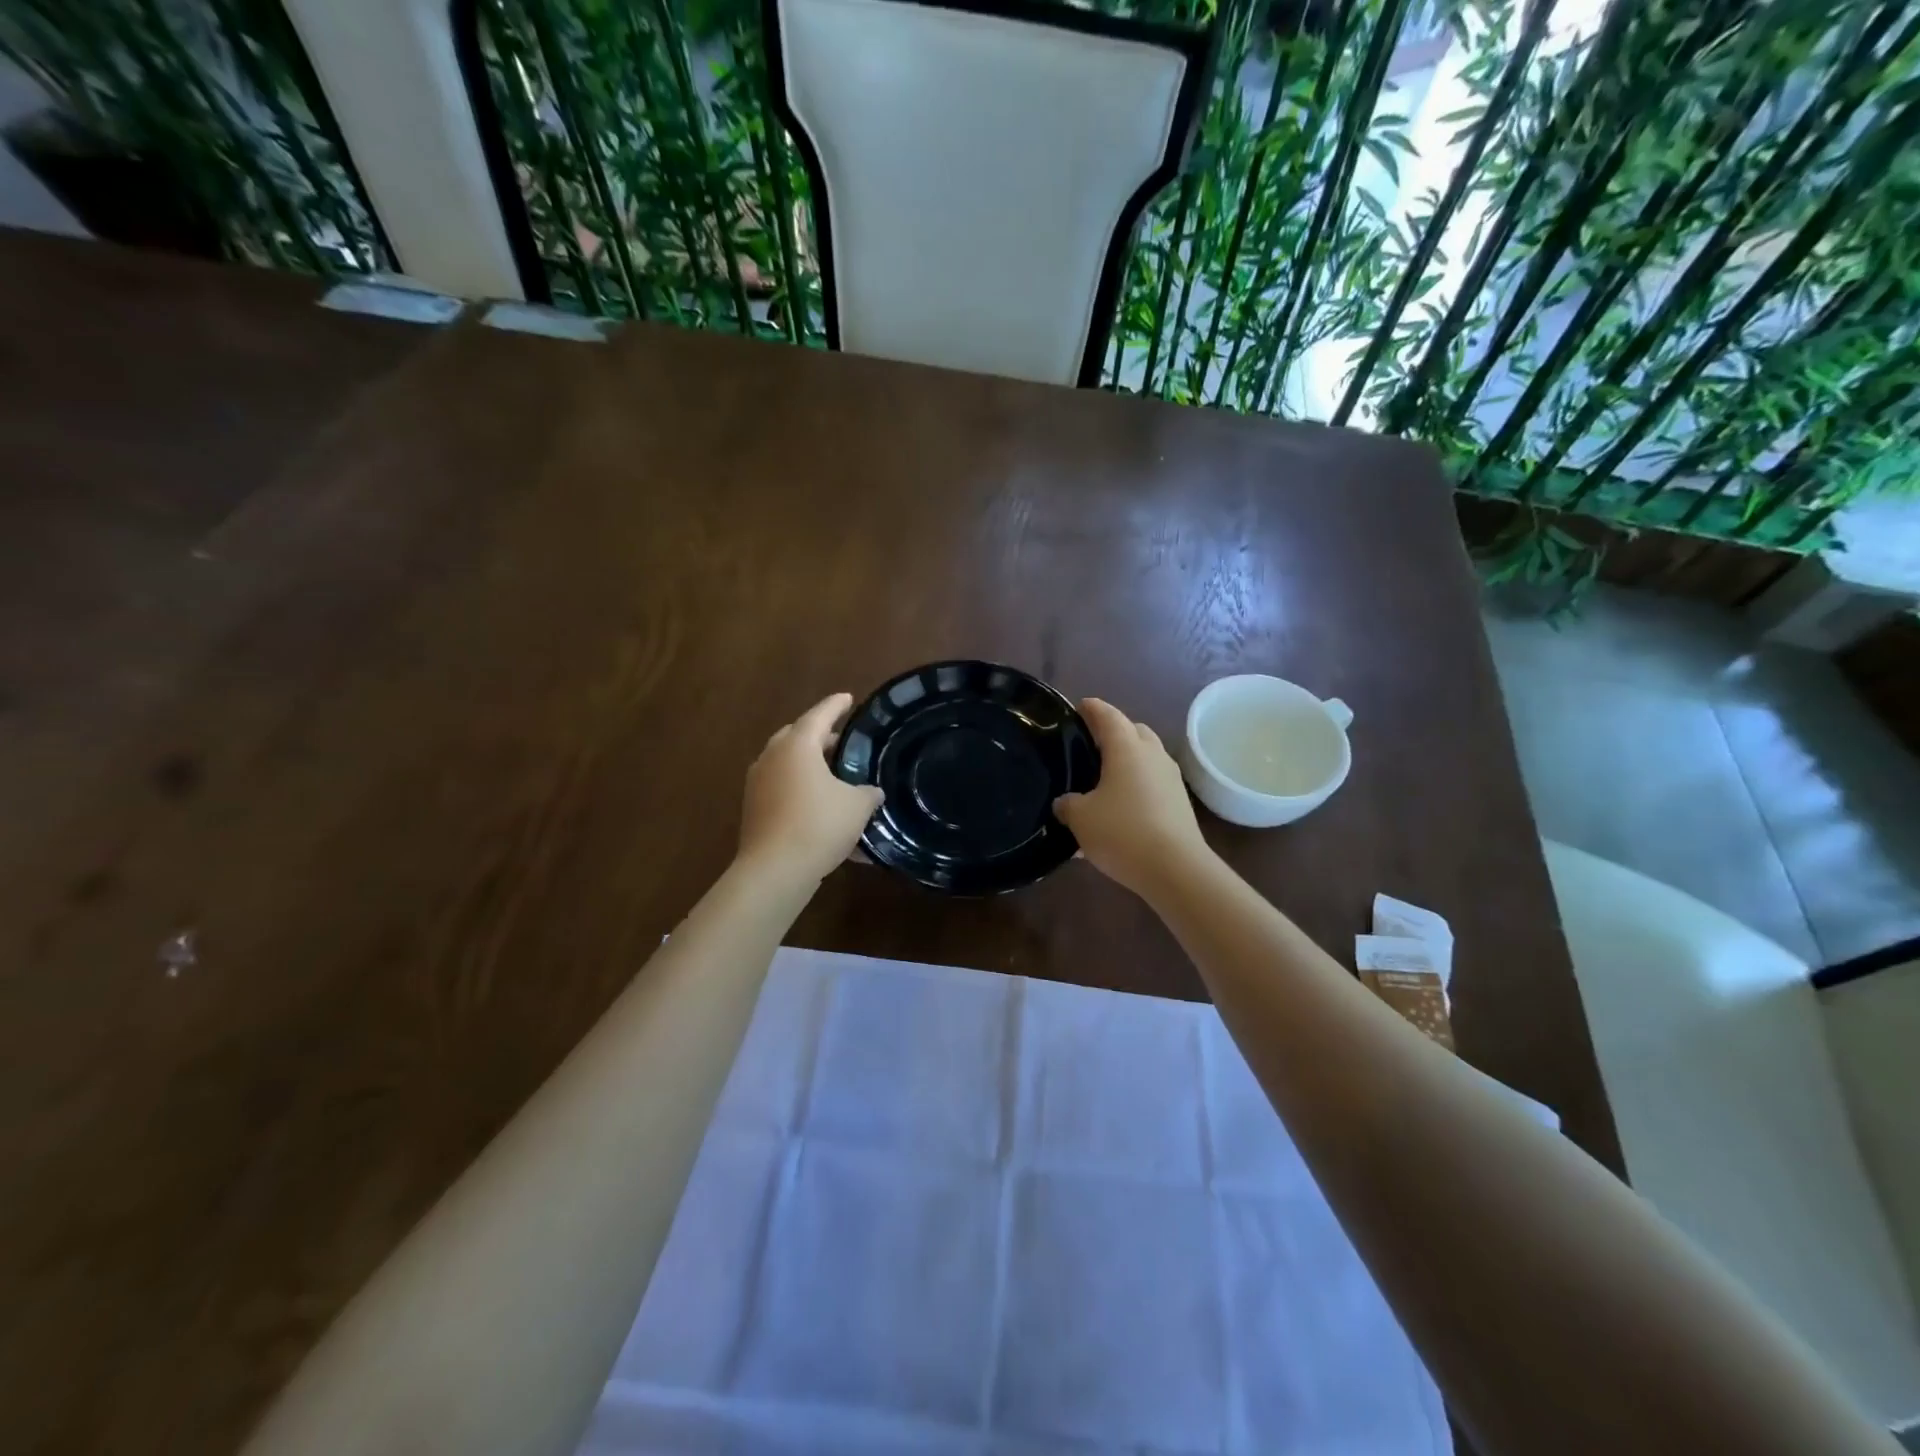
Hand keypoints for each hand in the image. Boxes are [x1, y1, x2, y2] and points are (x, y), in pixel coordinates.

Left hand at [736, 692, 883, 886]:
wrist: (775, 870)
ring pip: (786, 763)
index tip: (848, 698)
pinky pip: (781, 788)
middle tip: (842, 740)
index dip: (836, 705)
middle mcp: (772, 757)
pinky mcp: (753, 808)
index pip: (820, 715)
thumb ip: (867, 793)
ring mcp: (758, 783)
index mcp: (797, 745)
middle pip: (797, 736)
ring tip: (833, 774)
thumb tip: (872, 792)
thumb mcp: (856, 806)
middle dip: (819, 736)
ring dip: (808, 764)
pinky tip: (820, 805)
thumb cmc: (819, 824)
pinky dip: (800, 789)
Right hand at [1054, 697, 1210, 898]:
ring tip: (1102, 780)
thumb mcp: (1080, 818)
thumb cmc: (1122, 832)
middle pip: (1133, 731)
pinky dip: (1135, 787)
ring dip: (1126, 762)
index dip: (1091, 709)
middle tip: (1089, 746)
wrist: (1176, 869)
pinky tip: (1118, 810)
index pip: (1107, 715)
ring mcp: (1170, 778)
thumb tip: (1066, 802)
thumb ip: (1067, 804)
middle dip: (1113, 733)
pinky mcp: (1179, 803)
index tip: (1079, 707)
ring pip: (1145, 758)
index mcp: (1127, 748)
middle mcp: (1152, 755)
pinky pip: (1152, 783)